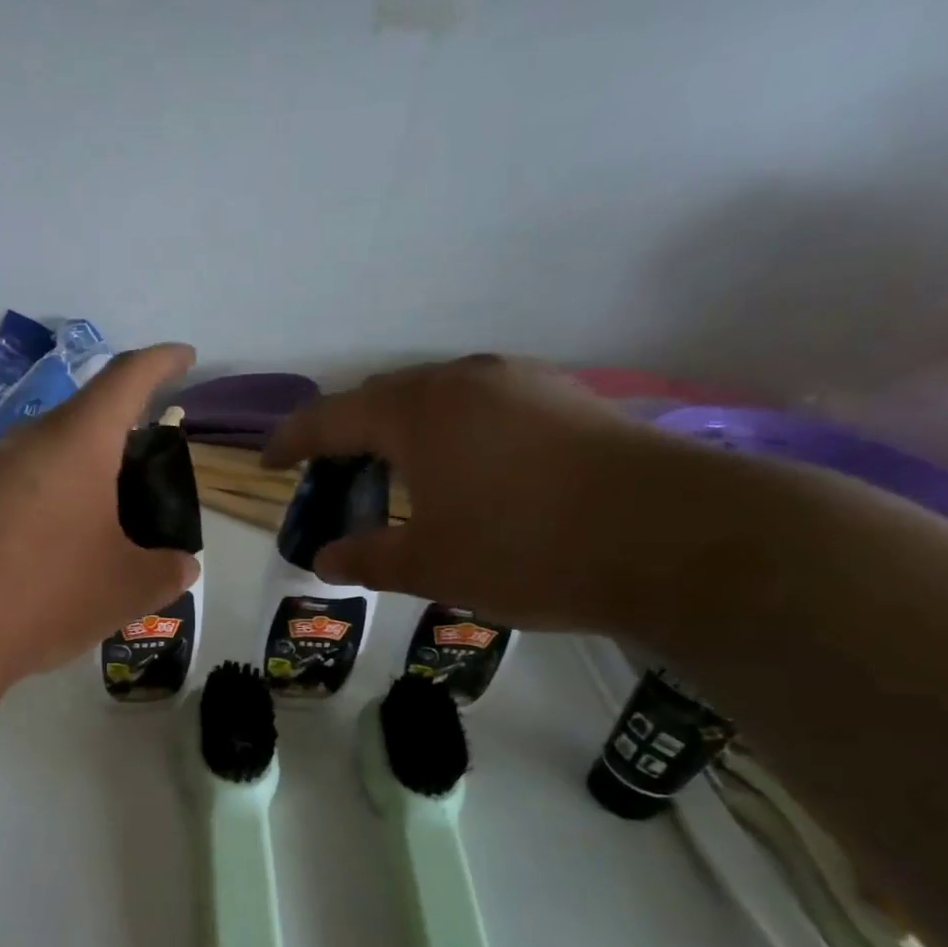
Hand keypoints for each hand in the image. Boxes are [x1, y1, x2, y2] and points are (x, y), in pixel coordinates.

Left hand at [0, 345, 200, 690]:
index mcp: (77, 440)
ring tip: (108, 518)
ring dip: (83, 476)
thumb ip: (165, 572)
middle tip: (150, 468)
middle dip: (123, 433)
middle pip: (85, 418)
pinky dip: (50, 506)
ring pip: (49, 457)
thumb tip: (183, 567)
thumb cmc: (43, 591)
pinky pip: (19, 490)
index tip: (186, 357)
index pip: (128, 377)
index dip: (162, 362)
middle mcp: (27, 442)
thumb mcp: (124, 588)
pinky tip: (56, 551)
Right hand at [262, 355, 680, 630]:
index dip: (292, 441)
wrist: (679, 536)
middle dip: (347, 436)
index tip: (268, 463)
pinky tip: (465, 473)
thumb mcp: (431, 566)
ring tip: (395, 476)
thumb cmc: (527, 548)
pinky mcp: (564, 400)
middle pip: (381, 399)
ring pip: (436, 400)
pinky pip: (481, 408)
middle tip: (331, 477)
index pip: (330, 418)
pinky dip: (450, 435)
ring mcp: (520, 384)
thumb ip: (368, 557)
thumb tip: (325, 558)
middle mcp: (462, 380)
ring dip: (401, 433)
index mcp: (416, 411)